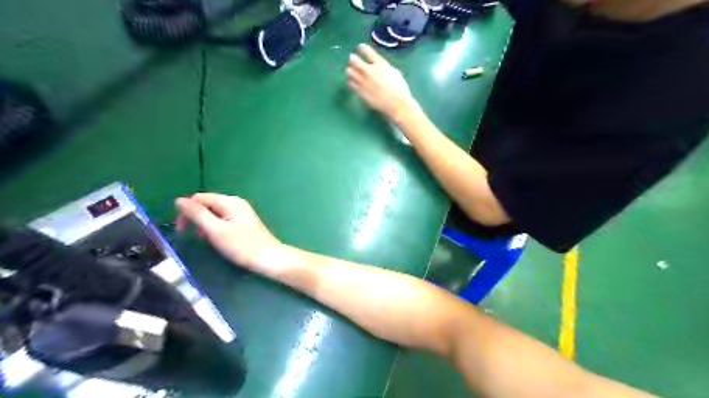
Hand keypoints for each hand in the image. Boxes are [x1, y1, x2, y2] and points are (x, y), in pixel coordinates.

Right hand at [174, 193, 279, 269]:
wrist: (269, 258)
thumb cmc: (242, 245)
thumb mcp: (216, 230)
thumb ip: (198, 214)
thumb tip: (179, 200)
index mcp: (230, 202)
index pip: (199, 198)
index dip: (186, 211)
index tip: (181, 230)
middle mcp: (236, 203)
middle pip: (207, 204)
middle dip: (196, 218)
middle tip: (193, 236)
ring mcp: (241, 212)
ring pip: (214, 213)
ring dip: (205, 224)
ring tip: (205, 239)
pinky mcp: (244, 222)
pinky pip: (223, 220)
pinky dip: (215, 228)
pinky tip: (216, 239)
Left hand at [345, 43, 416, 121]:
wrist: (396, 104)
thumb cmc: (400, 89)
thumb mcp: (395, 73)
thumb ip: (384, 67)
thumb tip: (378, 66)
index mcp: (380, 64)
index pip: (368, 52)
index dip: (362, 48)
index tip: (360, 47)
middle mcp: (370, 71)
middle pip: (355, 61)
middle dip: (352, 58)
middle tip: (351, 58)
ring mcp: (364, 82)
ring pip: (350, 72)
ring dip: (349, 69)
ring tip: (350, 70)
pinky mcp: (360, 92)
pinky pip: (351, 84)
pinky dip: (350, 80)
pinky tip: (351, 80)